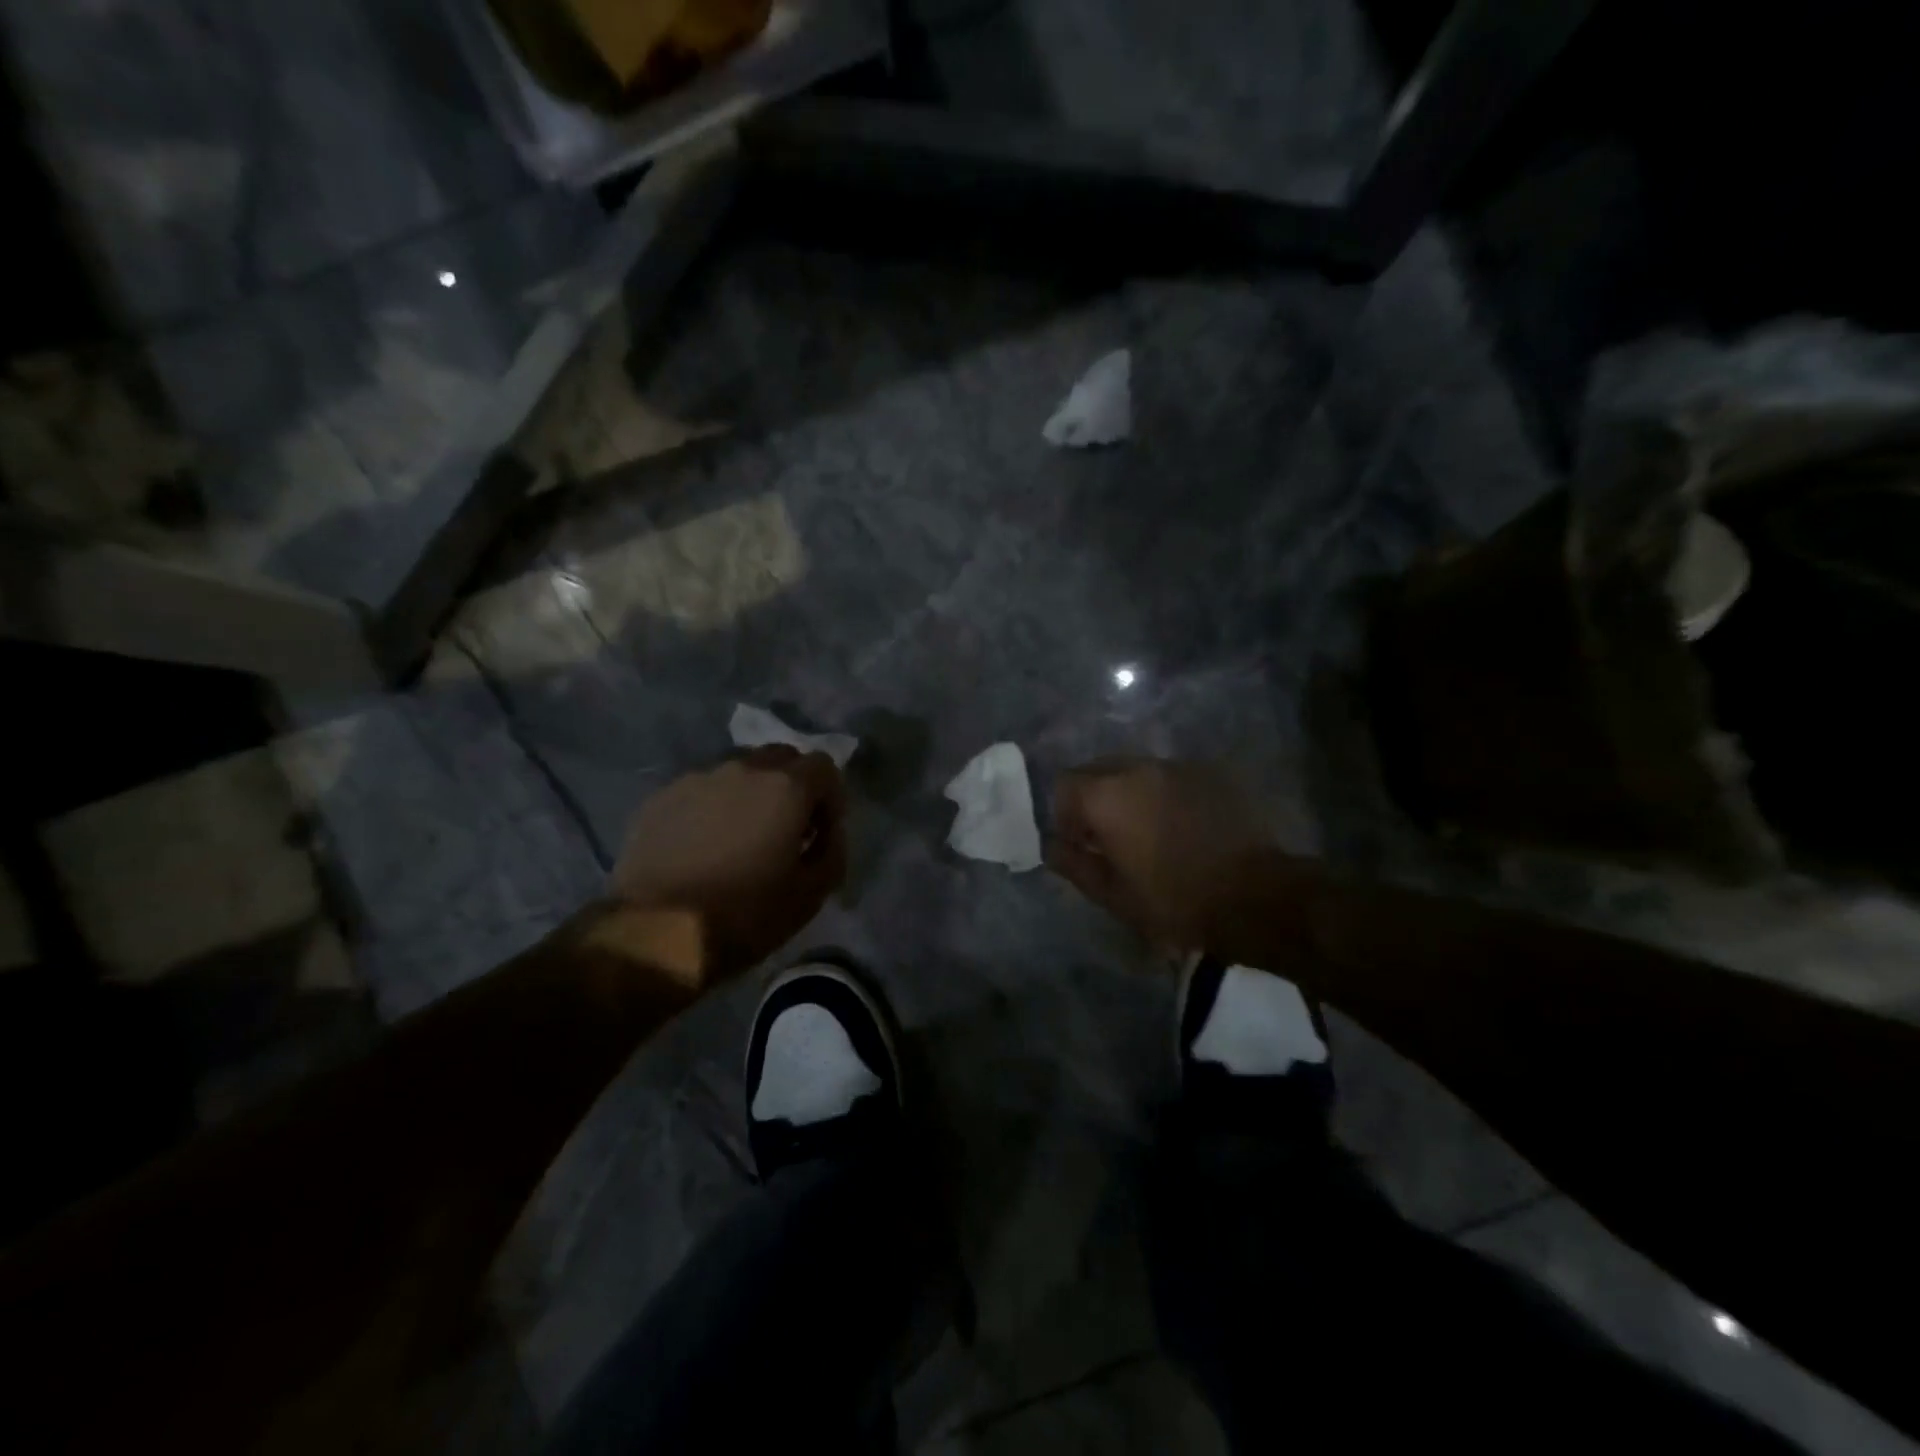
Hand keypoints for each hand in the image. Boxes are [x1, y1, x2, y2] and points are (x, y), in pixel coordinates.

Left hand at [611, 746, 846, 982]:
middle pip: (781, 758)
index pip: (824, 766)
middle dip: (793, 786)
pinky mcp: (661, 798)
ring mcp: (696, 779)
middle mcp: (743, 769)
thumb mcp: (811, 894)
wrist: (655, 934)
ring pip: (738, 772)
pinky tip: (704, 846)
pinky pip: (701, 791)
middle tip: (787, 829)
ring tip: (741, 837)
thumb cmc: (744, 915)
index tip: (822, 833)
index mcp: (785, 787)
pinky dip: (713, 808)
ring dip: (751, 795)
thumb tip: (828, 832)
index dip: (831, 798)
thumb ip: (832, 851)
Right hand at [1047, 757, 1273, 950]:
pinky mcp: (1211, 773)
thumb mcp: (1113, 895)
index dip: (1064, 815)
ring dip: (1130, 795)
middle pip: (1098, 770)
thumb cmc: (1174, 901)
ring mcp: (1178, 766)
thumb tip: (1053, 847)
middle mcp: (1139, 768)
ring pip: (1136, 770)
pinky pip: (1171, 777)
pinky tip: (1181, 826)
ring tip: (1148, 832)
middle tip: (1108, 837)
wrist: (1255, 897)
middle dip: (1094, 798)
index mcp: (1108, 795)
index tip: (1079, 843)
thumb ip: (1074, 865)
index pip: (1065, 785)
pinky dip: (1164, 795)